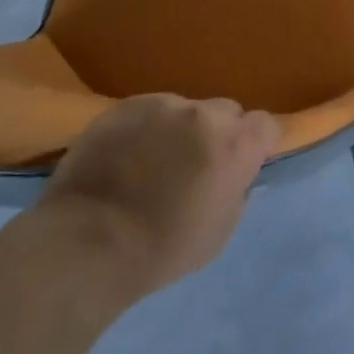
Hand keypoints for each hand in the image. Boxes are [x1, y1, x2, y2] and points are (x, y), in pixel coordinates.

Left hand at [34, 93, 279, 302]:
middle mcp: (205, 114)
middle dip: (217, 133)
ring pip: (183, 110)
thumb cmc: (163, 248)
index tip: (242, 163)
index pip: (266, 125)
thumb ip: (236, 189)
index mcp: (237, 144)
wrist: (87, 243)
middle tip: (194, 164)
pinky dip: (142, 130)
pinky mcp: (124, 106)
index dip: (256, 144)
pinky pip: (146, 112)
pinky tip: (123, 157)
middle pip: (225, 112)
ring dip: (177, 130)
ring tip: (150, 162)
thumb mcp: (221, 229)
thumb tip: (233, 174)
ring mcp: (162, 105)